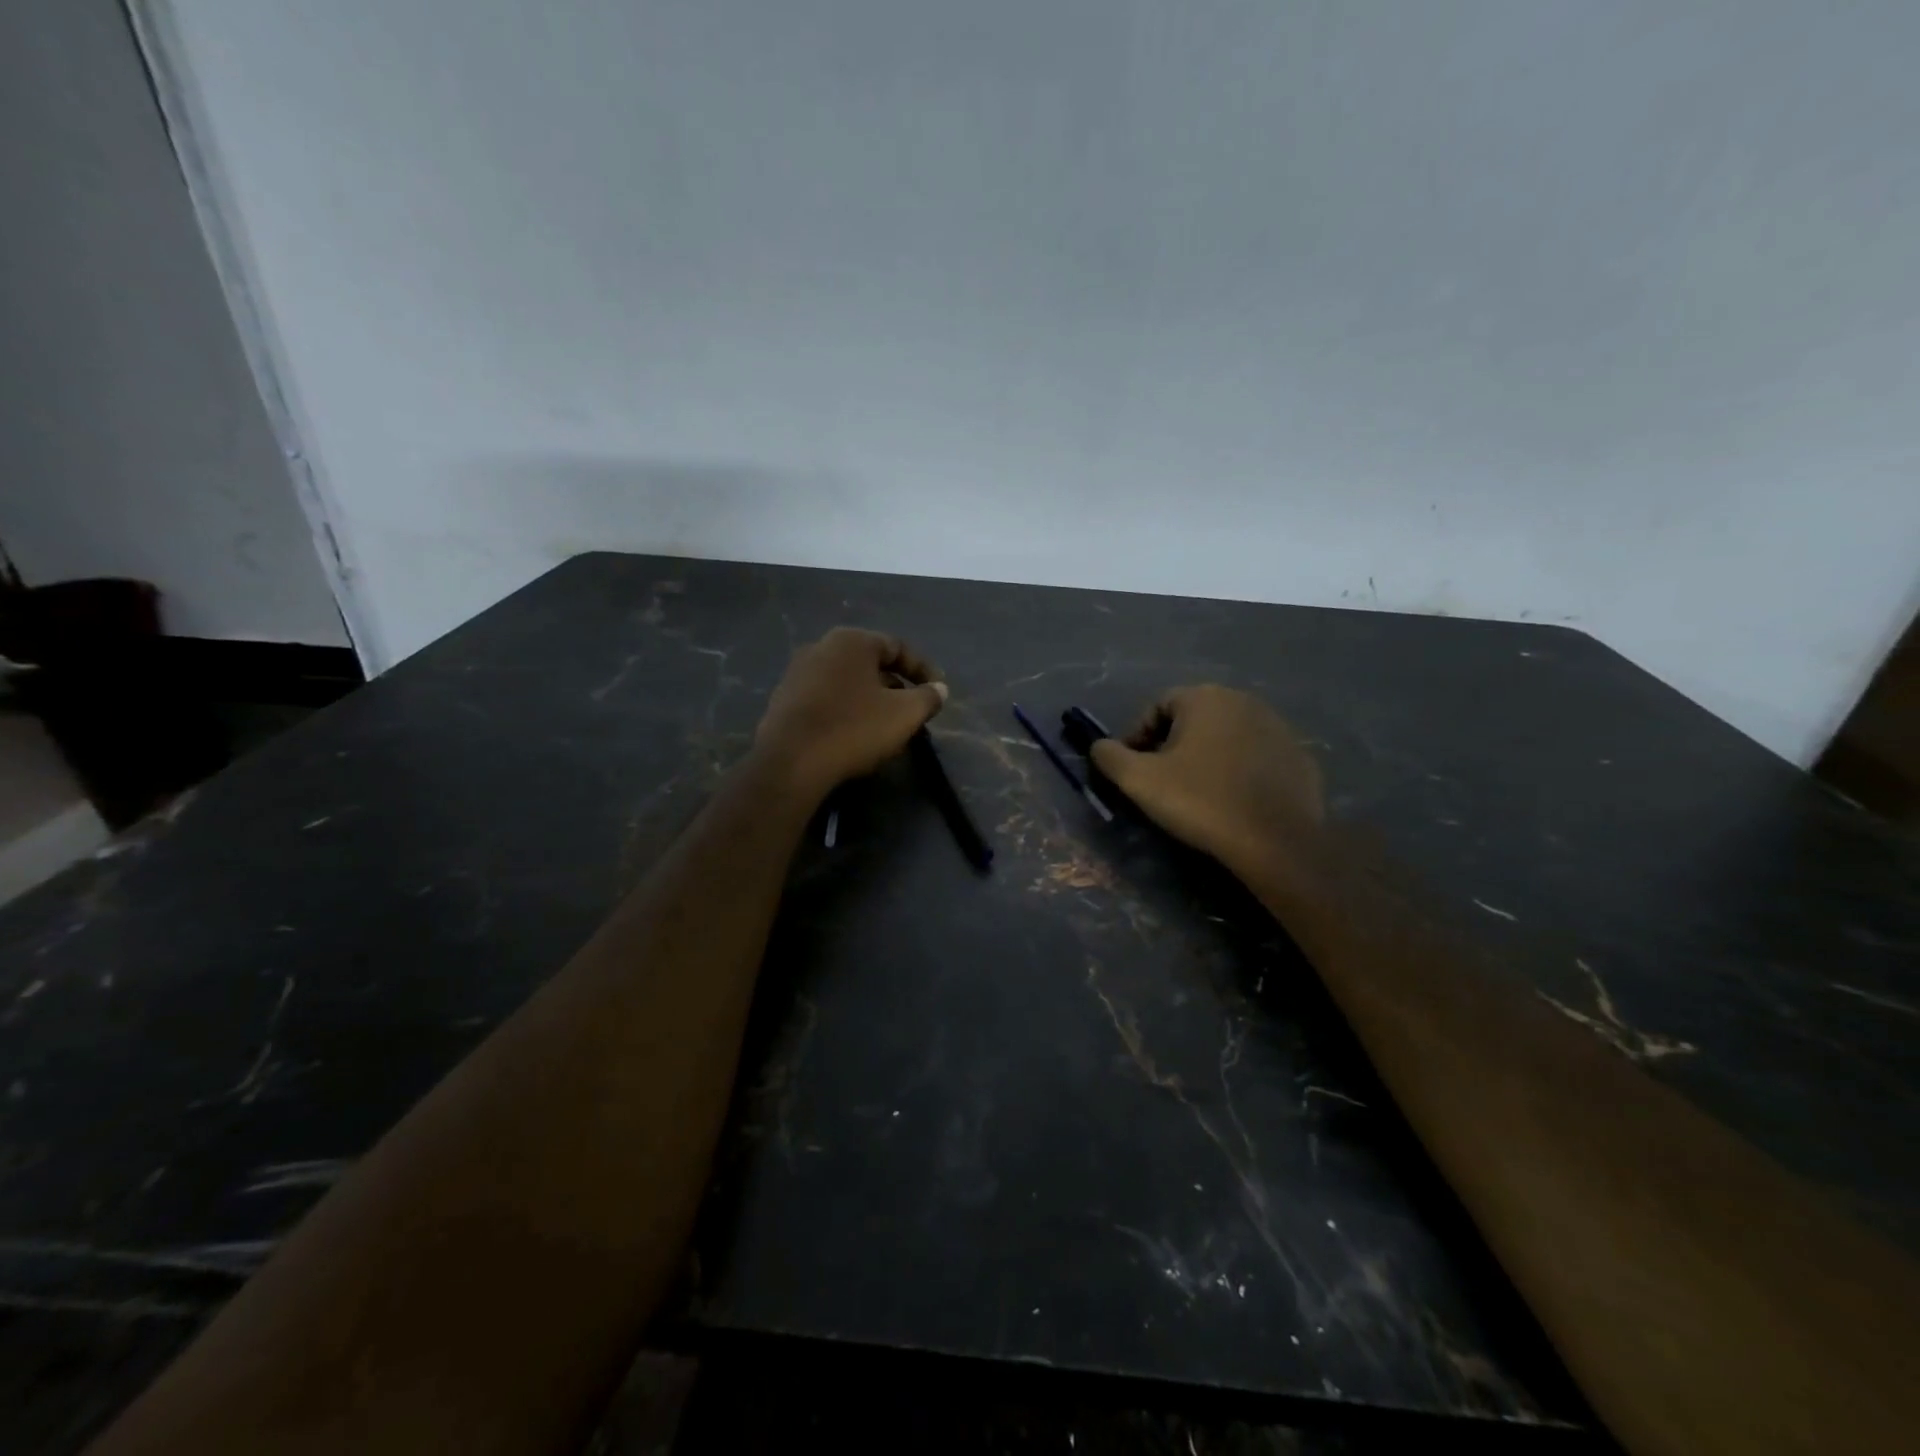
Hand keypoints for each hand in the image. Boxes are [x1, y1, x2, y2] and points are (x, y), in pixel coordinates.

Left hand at [754, 628, 948, 798]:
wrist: (791, 763)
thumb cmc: (854, 729)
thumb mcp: (905, 714)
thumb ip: (928, 698)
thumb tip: (939, 689)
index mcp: (852, 641)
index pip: (898, 647)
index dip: (923, 669)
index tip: (937, 692)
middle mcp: (821, 647)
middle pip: (870, 663)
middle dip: (895, 685)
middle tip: (912, 710)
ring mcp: (797, 673)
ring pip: (847, 682)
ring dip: (870, 699)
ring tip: (885, 725)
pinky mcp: (784, 700)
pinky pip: (826, 698)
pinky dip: (845, 710)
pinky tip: (853, 734)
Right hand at [1090, 685, 1323, 874]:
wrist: (1275, 840)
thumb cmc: (1201, 801)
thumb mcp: (1139, 781)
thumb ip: (1110, 756)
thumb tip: (1099, 747)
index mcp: (1204, 698)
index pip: (1158, 706)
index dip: (1137, 735)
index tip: (1131, 767)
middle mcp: (1243, 700)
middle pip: (1194, 717)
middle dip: (1172, 743)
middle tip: (1161, 779)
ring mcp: (1277, 727)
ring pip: (1227, 735)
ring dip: (1207, 755)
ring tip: (1197, 791)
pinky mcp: (1299, 756)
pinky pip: (1256, 756)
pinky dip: (1240, 770)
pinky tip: (1233, 799)